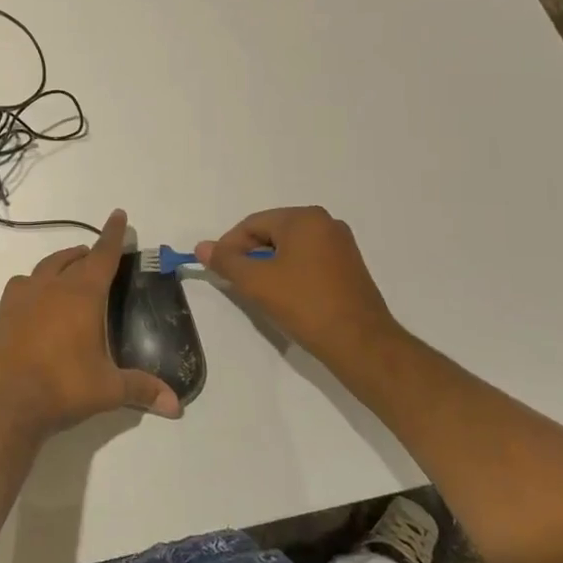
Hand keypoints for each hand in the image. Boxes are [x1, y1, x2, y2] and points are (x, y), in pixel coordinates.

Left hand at [0, 210, 182, 439]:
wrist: (10, 403)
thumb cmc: (65, 388)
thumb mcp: (109, 389)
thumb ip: (143, 389)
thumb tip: (176, 405)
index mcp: (82, 295)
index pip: (102, 255)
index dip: (113, 235)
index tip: (119, 215)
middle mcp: (52, 286)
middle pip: (74, 258)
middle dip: (89, 253)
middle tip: (100, 256)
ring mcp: (24, 296)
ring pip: (46, 266)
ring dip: (62, 263)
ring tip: (71, 269)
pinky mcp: (4, 310)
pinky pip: (22, 283)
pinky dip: (35, 282)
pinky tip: (38, 296)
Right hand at [196, 206, 401, 359]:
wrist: (360, 343)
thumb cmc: (304, 304)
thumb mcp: (256, 282)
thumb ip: (226, 261)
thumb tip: (202, 247)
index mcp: (304, 218)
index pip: (253, 224)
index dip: (229, 246)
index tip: (218, 270)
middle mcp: (325, 223)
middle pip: (272, 232)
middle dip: (250, 255)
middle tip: (236, 281)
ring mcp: (341, 245)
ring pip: (290, 248)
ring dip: (269, 265)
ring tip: (259, 290)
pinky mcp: (350, 267)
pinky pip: (309, 260)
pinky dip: (290, 272)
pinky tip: (285, 295)